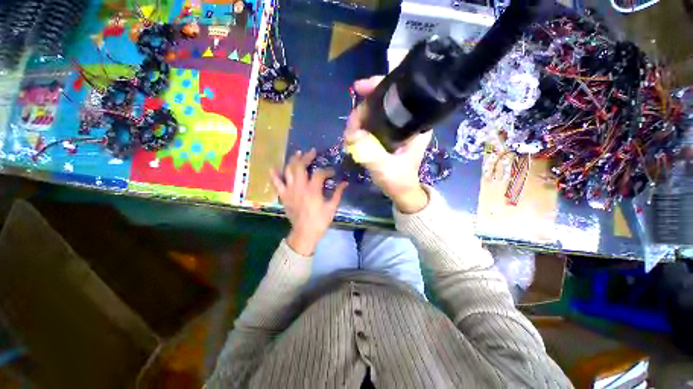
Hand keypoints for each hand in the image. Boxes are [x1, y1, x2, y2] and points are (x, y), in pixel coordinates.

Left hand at [270, 149, 347, 255]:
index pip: (320, 173)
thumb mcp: (332, 207)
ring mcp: (290, 190)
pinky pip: (276, 183)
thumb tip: (345, 183)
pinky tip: (274, 167)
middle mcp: (300, 187)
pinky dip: (274, 175)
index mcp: (313, 190)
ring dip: (293, 160)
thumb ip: (338, 193)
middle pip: (301, 166)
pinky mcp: (284, 196)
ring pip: (289, 170)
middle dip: (307, 157)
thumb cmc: (320, 221)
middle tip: (312, 152)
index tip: (332, 172)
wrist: (304, 233)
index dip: (327, 171)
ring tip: (298, 153)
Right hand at [344, 76, 429, 212]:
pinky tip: (353, 136)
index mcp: (415, 124)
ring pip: (374, 112)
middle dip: (362, 109)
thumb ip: (370, 153)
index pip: (399, 93)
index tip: (359, 88)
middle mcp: (407, 121)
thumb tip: (352, 134)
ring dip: (359, 119)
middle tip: (350, 127)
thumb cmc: (398, 180)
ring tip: (349, 136)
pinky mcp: (388, 134)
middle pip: (382, 101)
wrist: (401, 191)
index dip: (378, 86)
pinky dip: (360, 127)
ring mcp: (397, 127)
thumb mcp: (385, 168)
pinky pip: (372, 123)